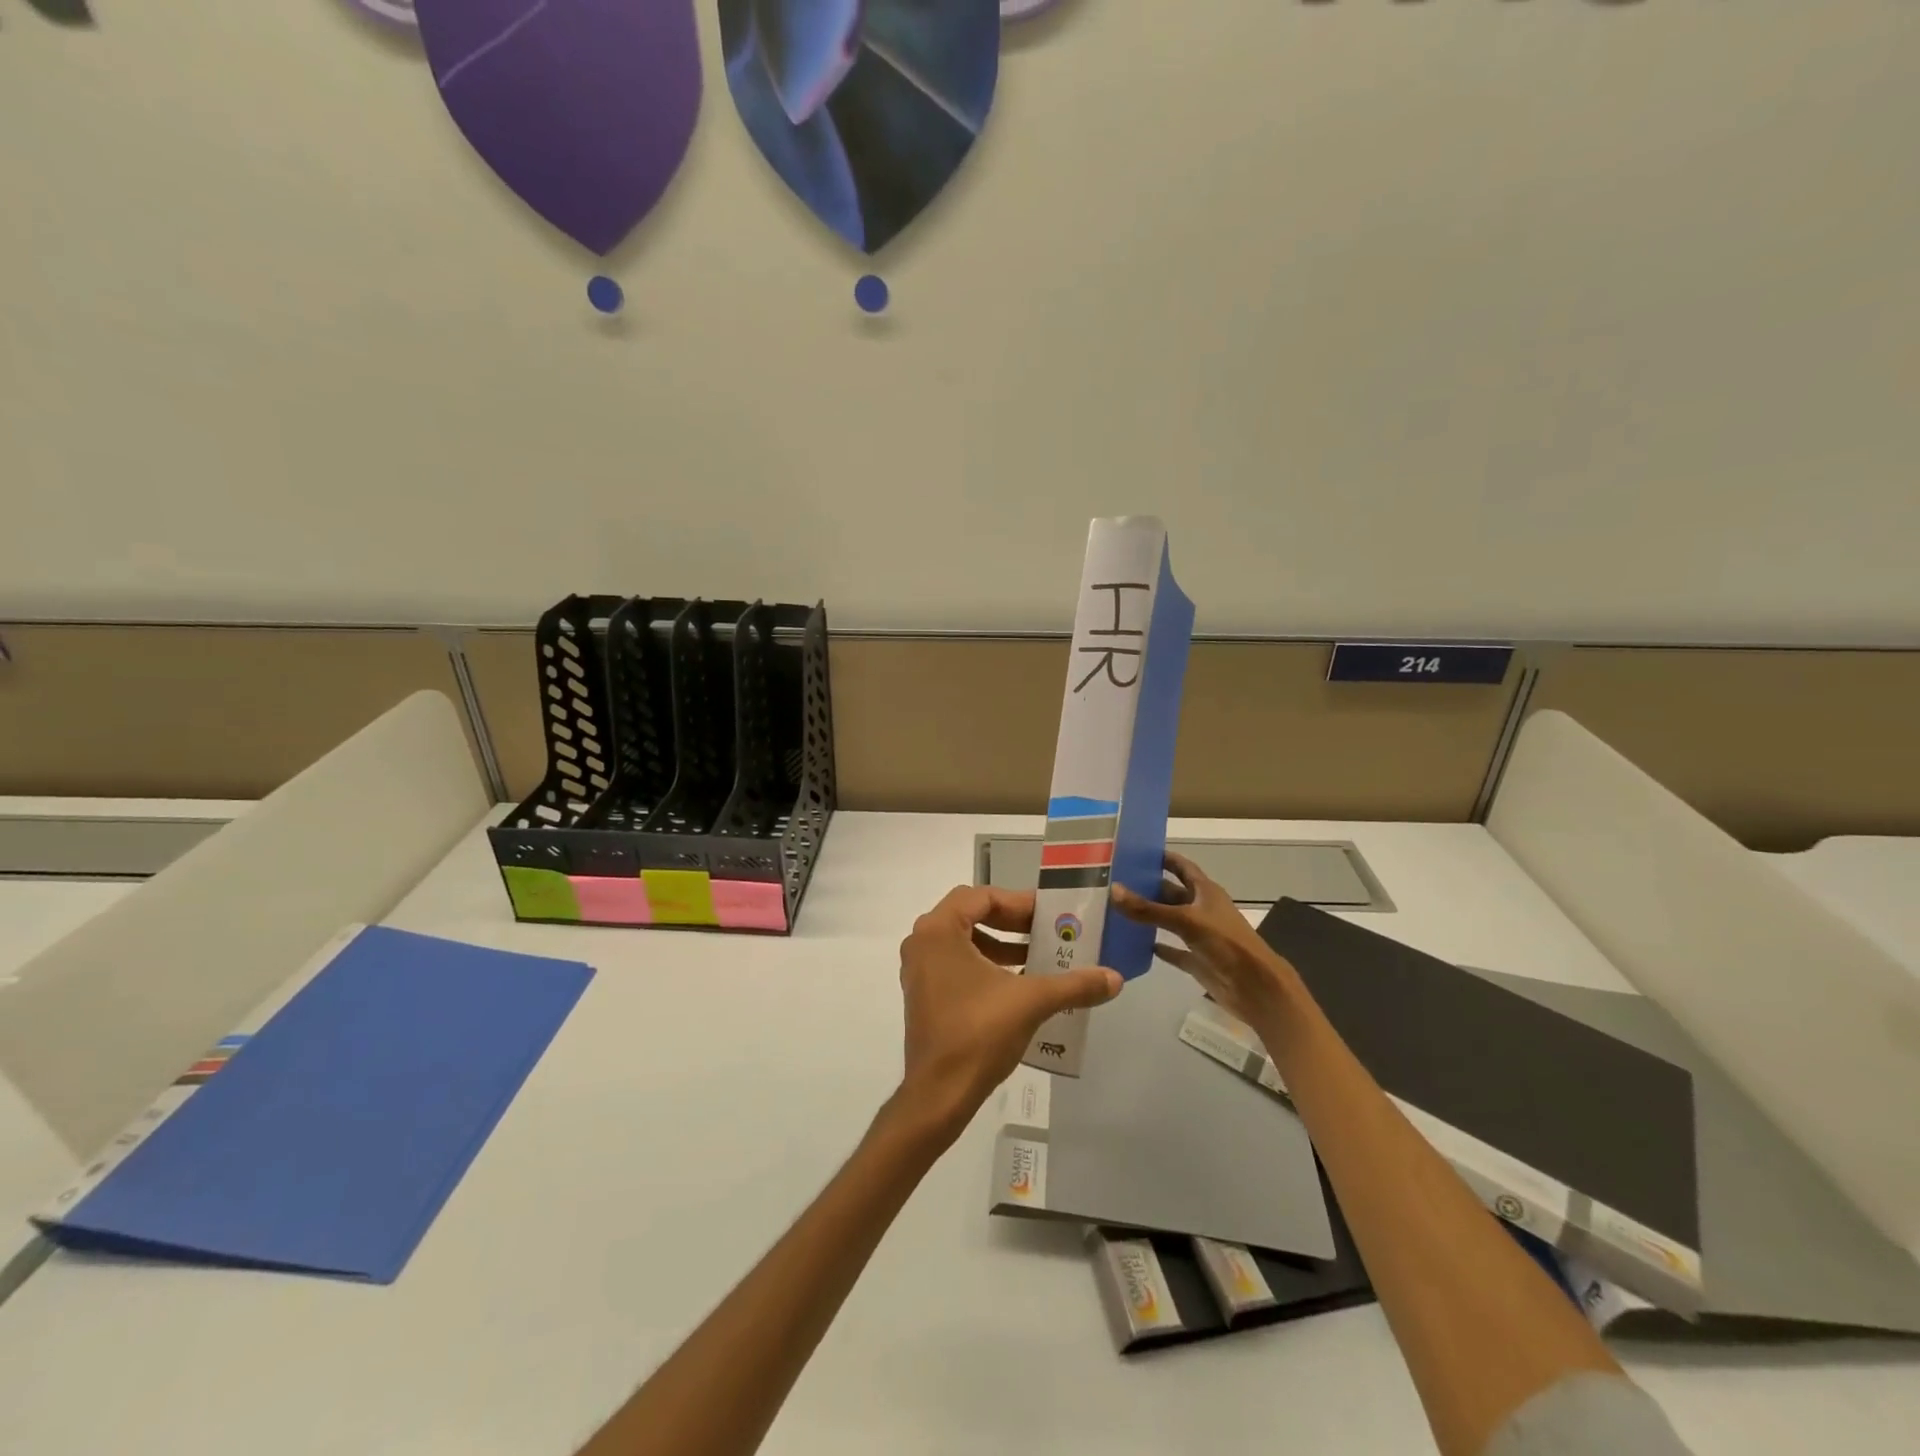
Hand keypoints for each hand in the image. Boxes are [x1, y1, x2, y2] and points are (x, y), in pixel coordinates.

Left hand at [896, 886, 1121, 1137]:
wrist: (939, 1094)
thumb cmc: (979, 1033)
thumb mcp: (1032, 1001)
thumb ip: (1074, 984)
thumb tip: (1114, 978)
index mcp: (938, 930)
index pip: (981, 897)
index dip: (1018, 902)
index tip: (1048, 913)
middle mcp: (922, 942)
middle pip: (971, 914)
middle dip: (1011, 921)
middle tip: (1045, 930)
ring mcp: (918, 969)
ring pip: (963, 940)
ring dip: (1000, 944)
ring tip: (1037, 957)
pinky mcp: (923, 994)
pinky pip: (956, 963)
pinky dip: (986, 965)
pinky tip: (1017, 984)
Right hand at [1112, 851, 1298, 1026]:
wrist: (1255, 987)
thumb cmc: (1226, 944)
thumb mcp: (1186, 921)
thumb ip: (1148, 909)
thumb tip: (1113, 890)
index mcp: (1206, 891)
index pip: (1182, 866)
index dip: (1163, 858)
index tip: (1136, 852)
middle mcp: (1202, 909)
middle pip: (1172, 893)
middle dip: (1148, 887)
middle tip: (1116, 882)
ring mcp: (1200, 935)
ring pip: (1170, 920)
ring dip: (1150, 915)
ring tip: (1118, 910)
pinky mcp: (1197, 959)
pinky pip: (1173, 949)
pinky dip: (1157, 946)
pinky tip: (1135, 944)